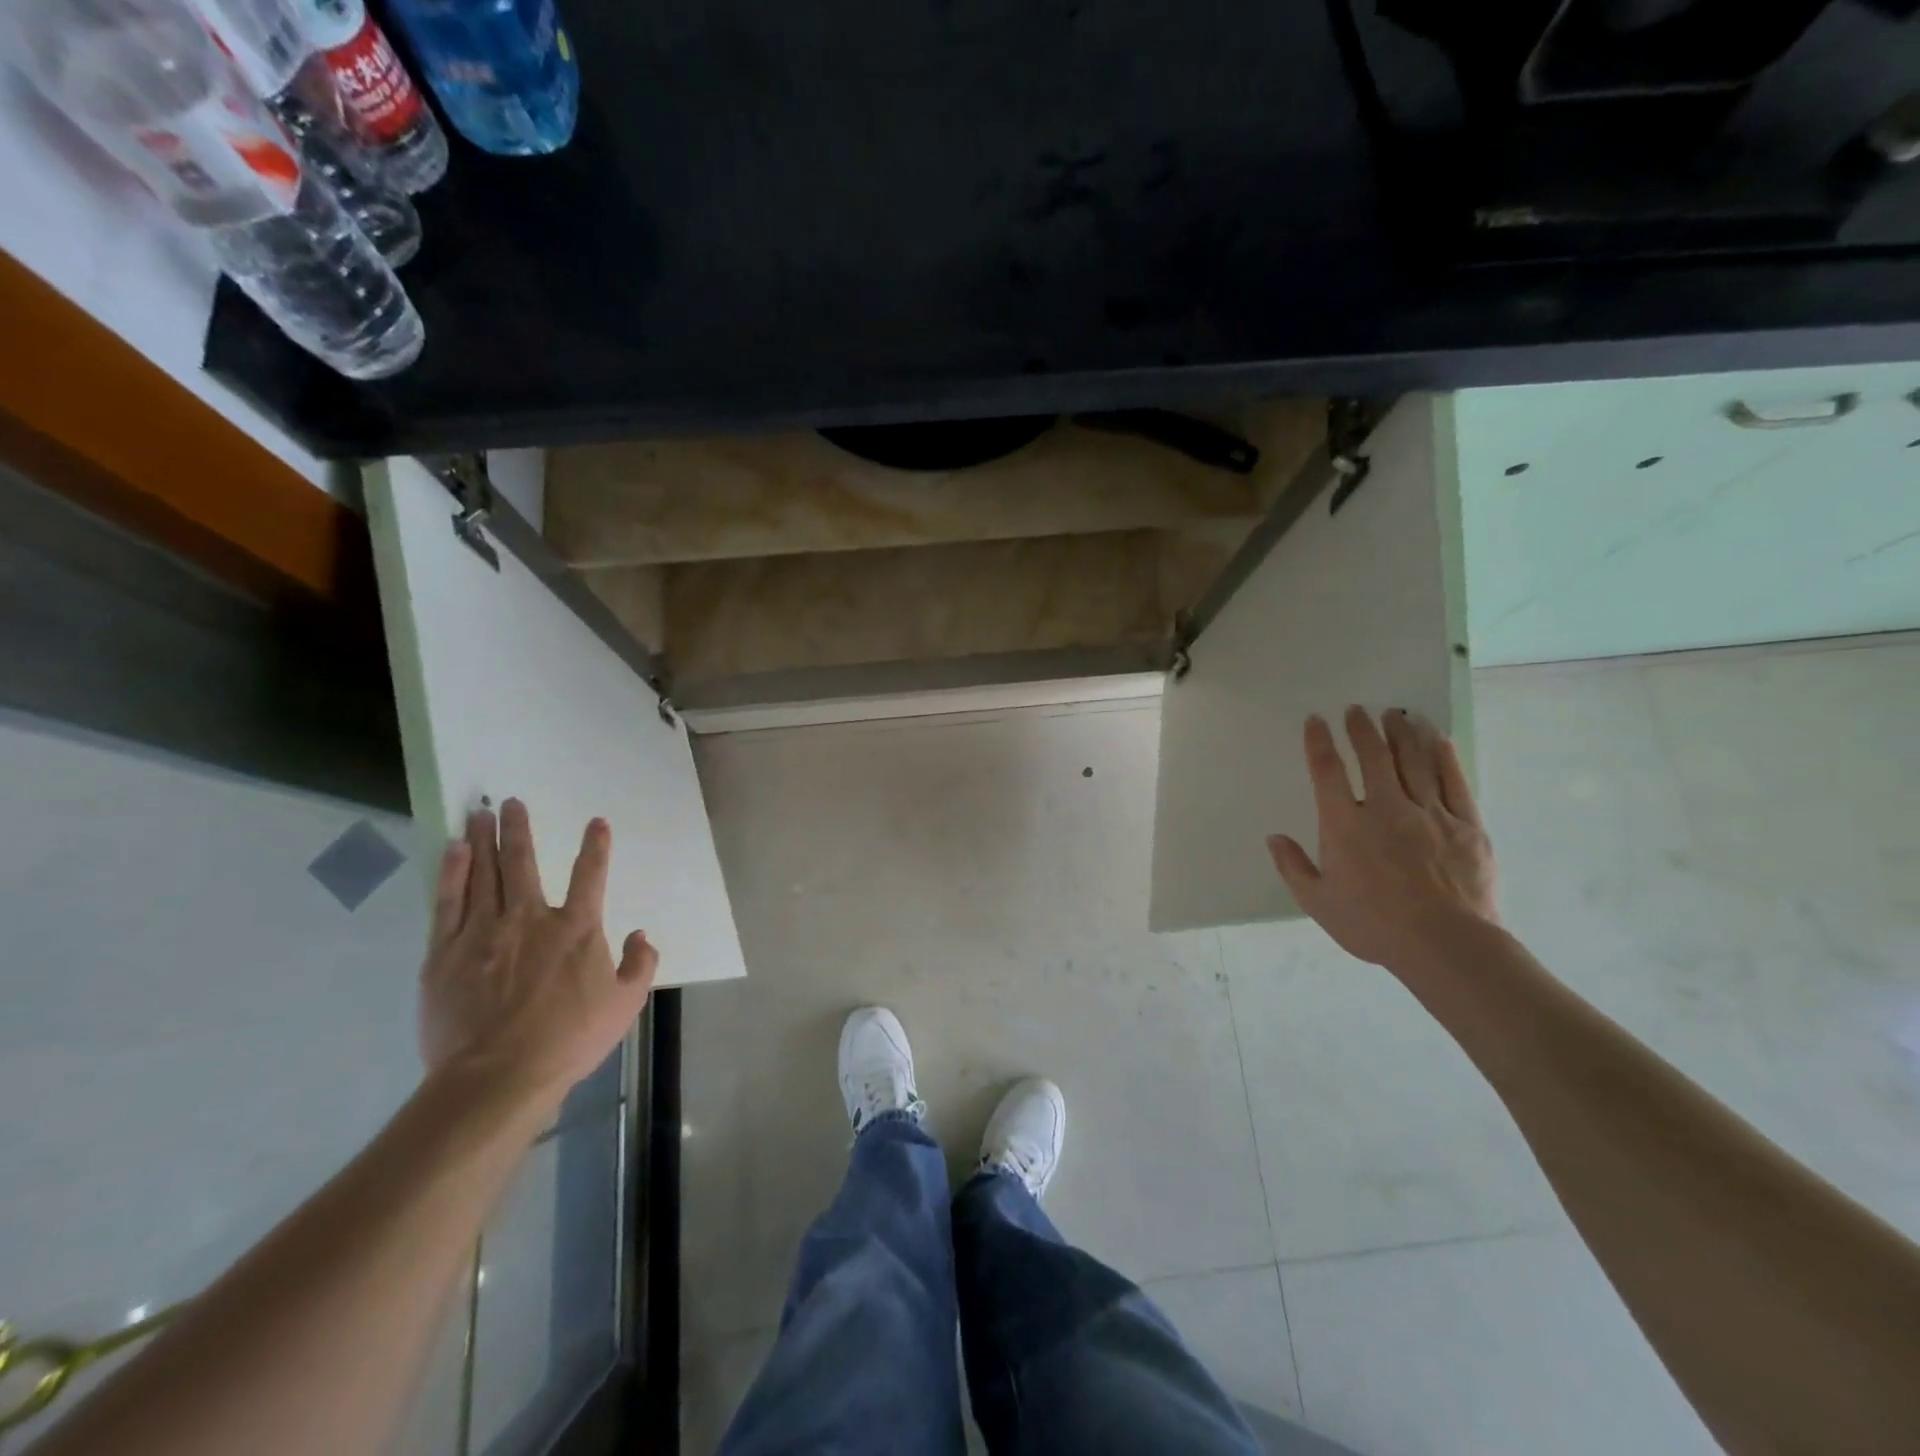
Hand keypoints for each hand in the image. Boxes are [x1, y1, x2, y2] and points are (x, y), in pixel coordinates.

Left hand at [418, 799, 657, 1109]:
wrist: (498, 1076)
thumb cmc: (568, 1039)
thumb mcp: (625, 1005)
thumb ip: (640, 964)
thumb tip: (642, 934)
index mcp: (577, 929)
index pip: (590, 875)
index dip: (596, 846)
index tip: (596, 822)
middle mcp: (530, 919)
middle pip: (524, 863)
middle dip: (519, 830)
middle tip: (512, 802)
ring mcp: (483, 933)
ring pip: (484, 874)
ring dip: (484, 841)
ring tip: (481, 813)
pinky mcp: (444, 954)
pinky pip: (448, 903)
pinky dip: (451, 873)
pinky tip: (453, 851)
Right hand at [1267, 707, 1498, 971]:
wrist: (1446, 945)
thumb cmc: (1373, 925)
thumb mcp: (1318, 903)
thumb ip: (1293, 867)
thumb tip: (1274, 838)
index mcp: (1345, 825)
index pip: (1327, 771)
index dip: (1319, 742)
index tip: (1316, 720)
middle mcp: (1385, 808)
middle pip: (1373, 757)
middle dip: (1362, 729)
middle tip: (1357, 709)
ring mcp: (1429, 813)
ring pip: (1413, 761)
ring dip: (1401, 734)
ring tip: (1395, 714)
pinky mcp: (1466, 825)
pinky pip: (1454, 781)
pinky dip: (1444, 756)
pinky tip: (1436, 738)